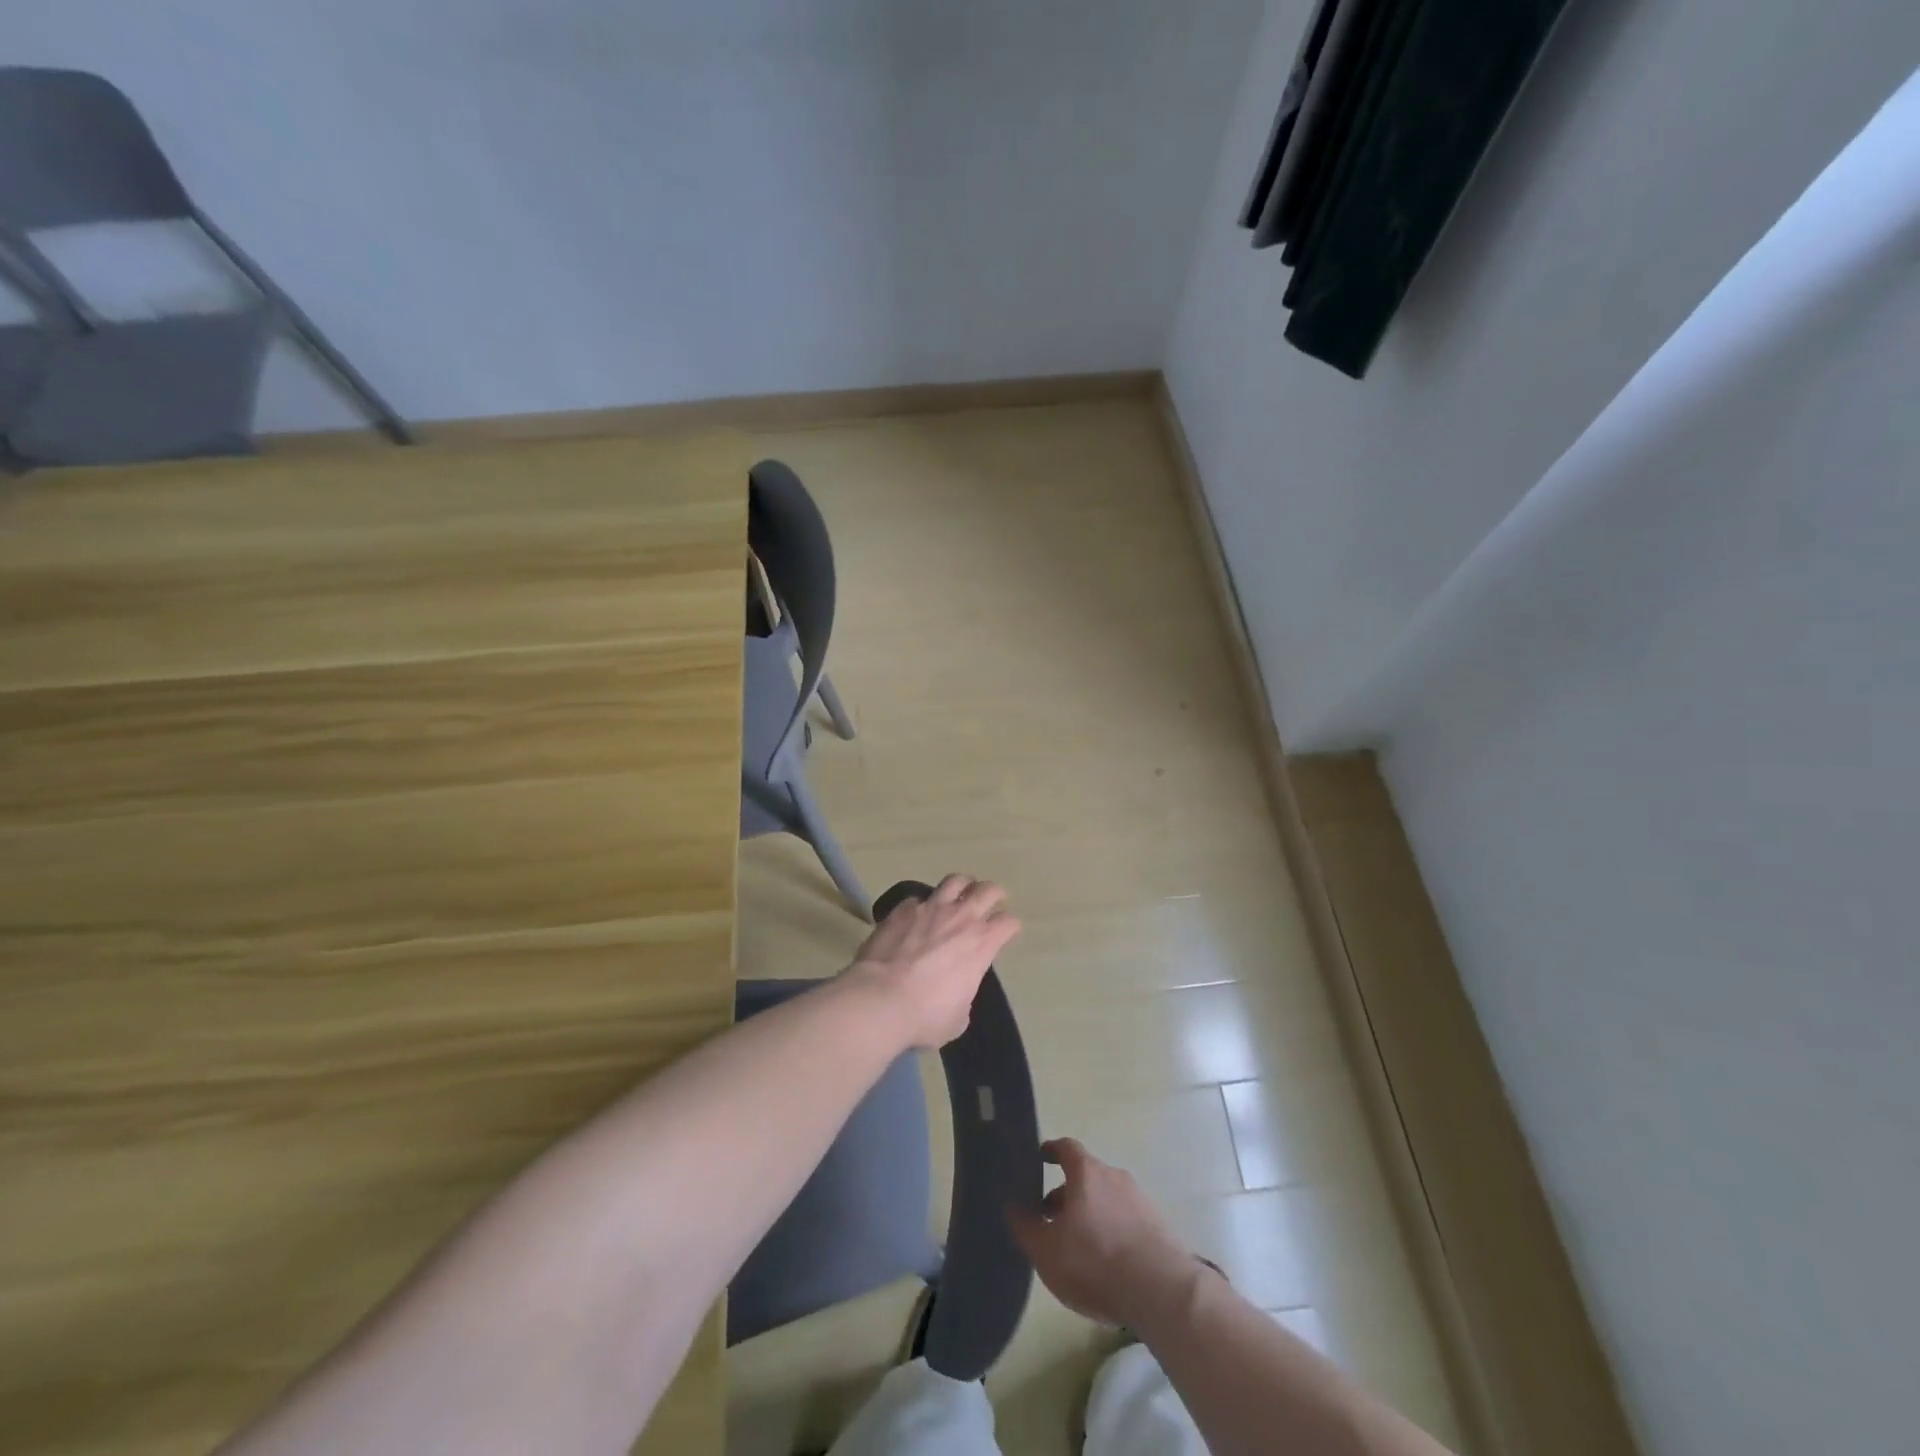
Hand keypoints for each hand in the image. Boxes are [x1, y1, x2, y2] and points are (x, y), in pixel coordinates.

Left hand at [845, 875, 1020, 1049]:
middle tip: (992, 899)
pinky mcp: (902, 909)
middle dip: (994, 894)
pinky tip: (917, 915)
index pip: (1008, 923)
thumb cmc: (926, 1015)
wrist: (881, 999)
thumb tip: (955, 992)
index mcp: (982, 943)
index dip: (1009, 927)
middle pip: (988, 891)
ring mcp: (930, 908)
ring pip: (955, 881)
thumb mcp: (958, 1017)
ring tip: (961, 891)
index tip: (1006, 932)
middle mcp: (960, 918)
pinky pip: (918, 899)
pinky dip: (922, 905)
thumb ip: (963, 995)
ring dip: (962, 885)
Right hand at [1008, 1139, 1203, 1328]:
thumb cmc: (1095, 1261)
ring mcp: (1140, 1200)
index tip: (1041, 1158)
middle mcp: (1115, 1176)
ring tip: (1078, 1246)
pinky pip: (1126, 1219)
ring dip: (1091, 1214)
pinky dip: (1112, 1230)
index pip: (1067, 1148)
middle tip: (1052, 1219)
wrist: (1161, 1290)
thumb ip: (1026, 1226)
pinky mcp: (1159, 1226)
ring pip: (1107, 1199)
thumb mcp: (1047, 1250)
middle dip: (1067, 1193)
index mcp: (1087, 1173)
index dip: (1052, 1151)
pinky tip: (1107, 1261)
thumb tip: (1012, 1205)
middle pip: (1086, 1176)